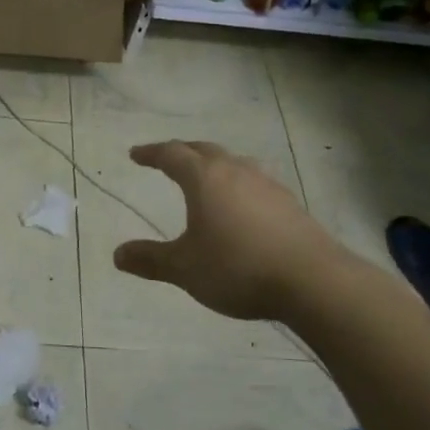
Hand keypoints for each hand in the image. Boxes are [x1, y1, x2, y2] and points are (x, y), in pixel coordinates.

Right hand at [113, 141, 342, 320]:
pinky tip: (243, 203)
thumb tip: (118, 254)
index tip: (136, 154)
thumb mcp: (185, 269)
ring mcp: (267, 184)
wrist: (312, 280)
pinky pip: (254, 181)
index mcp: (205, 178)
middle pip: (203, 150)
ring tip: (206, 176)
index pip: (172, 155)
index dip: (151, 153)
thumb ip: (151, 259)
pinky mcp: (289, 203)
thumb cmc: (238, 268)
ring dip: (213, 163)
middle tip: (167, 158)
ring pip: (233, 162)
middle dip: (182, 152)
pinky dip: (238, 183)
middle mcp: (235, 171)